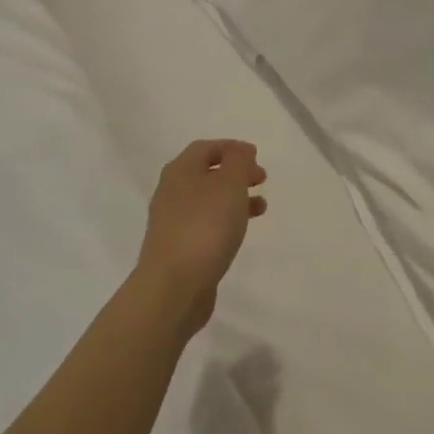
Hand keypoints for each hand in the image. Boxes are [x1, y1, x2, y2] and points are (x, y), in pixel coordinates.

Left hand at [136, 139, 268, 335]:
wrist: (175, 285)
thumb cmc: (205, 226)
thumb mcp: (229, 184)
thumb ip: (238, 161)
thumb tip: (239, 151)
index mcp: (180, 171)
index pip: (205, 148)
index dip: (232, 148)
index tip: (257, 157)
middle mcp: (171, 192)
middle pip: (205, 173)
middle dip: (235, 173)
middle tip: (261, 180)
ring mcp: (172, 222)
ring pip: (207, 200)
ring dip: (234, 198)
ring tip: (261, 207)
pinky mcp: (178, 248)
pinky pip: (205, 224)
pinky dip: (225, 221)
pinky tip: (239, 233)